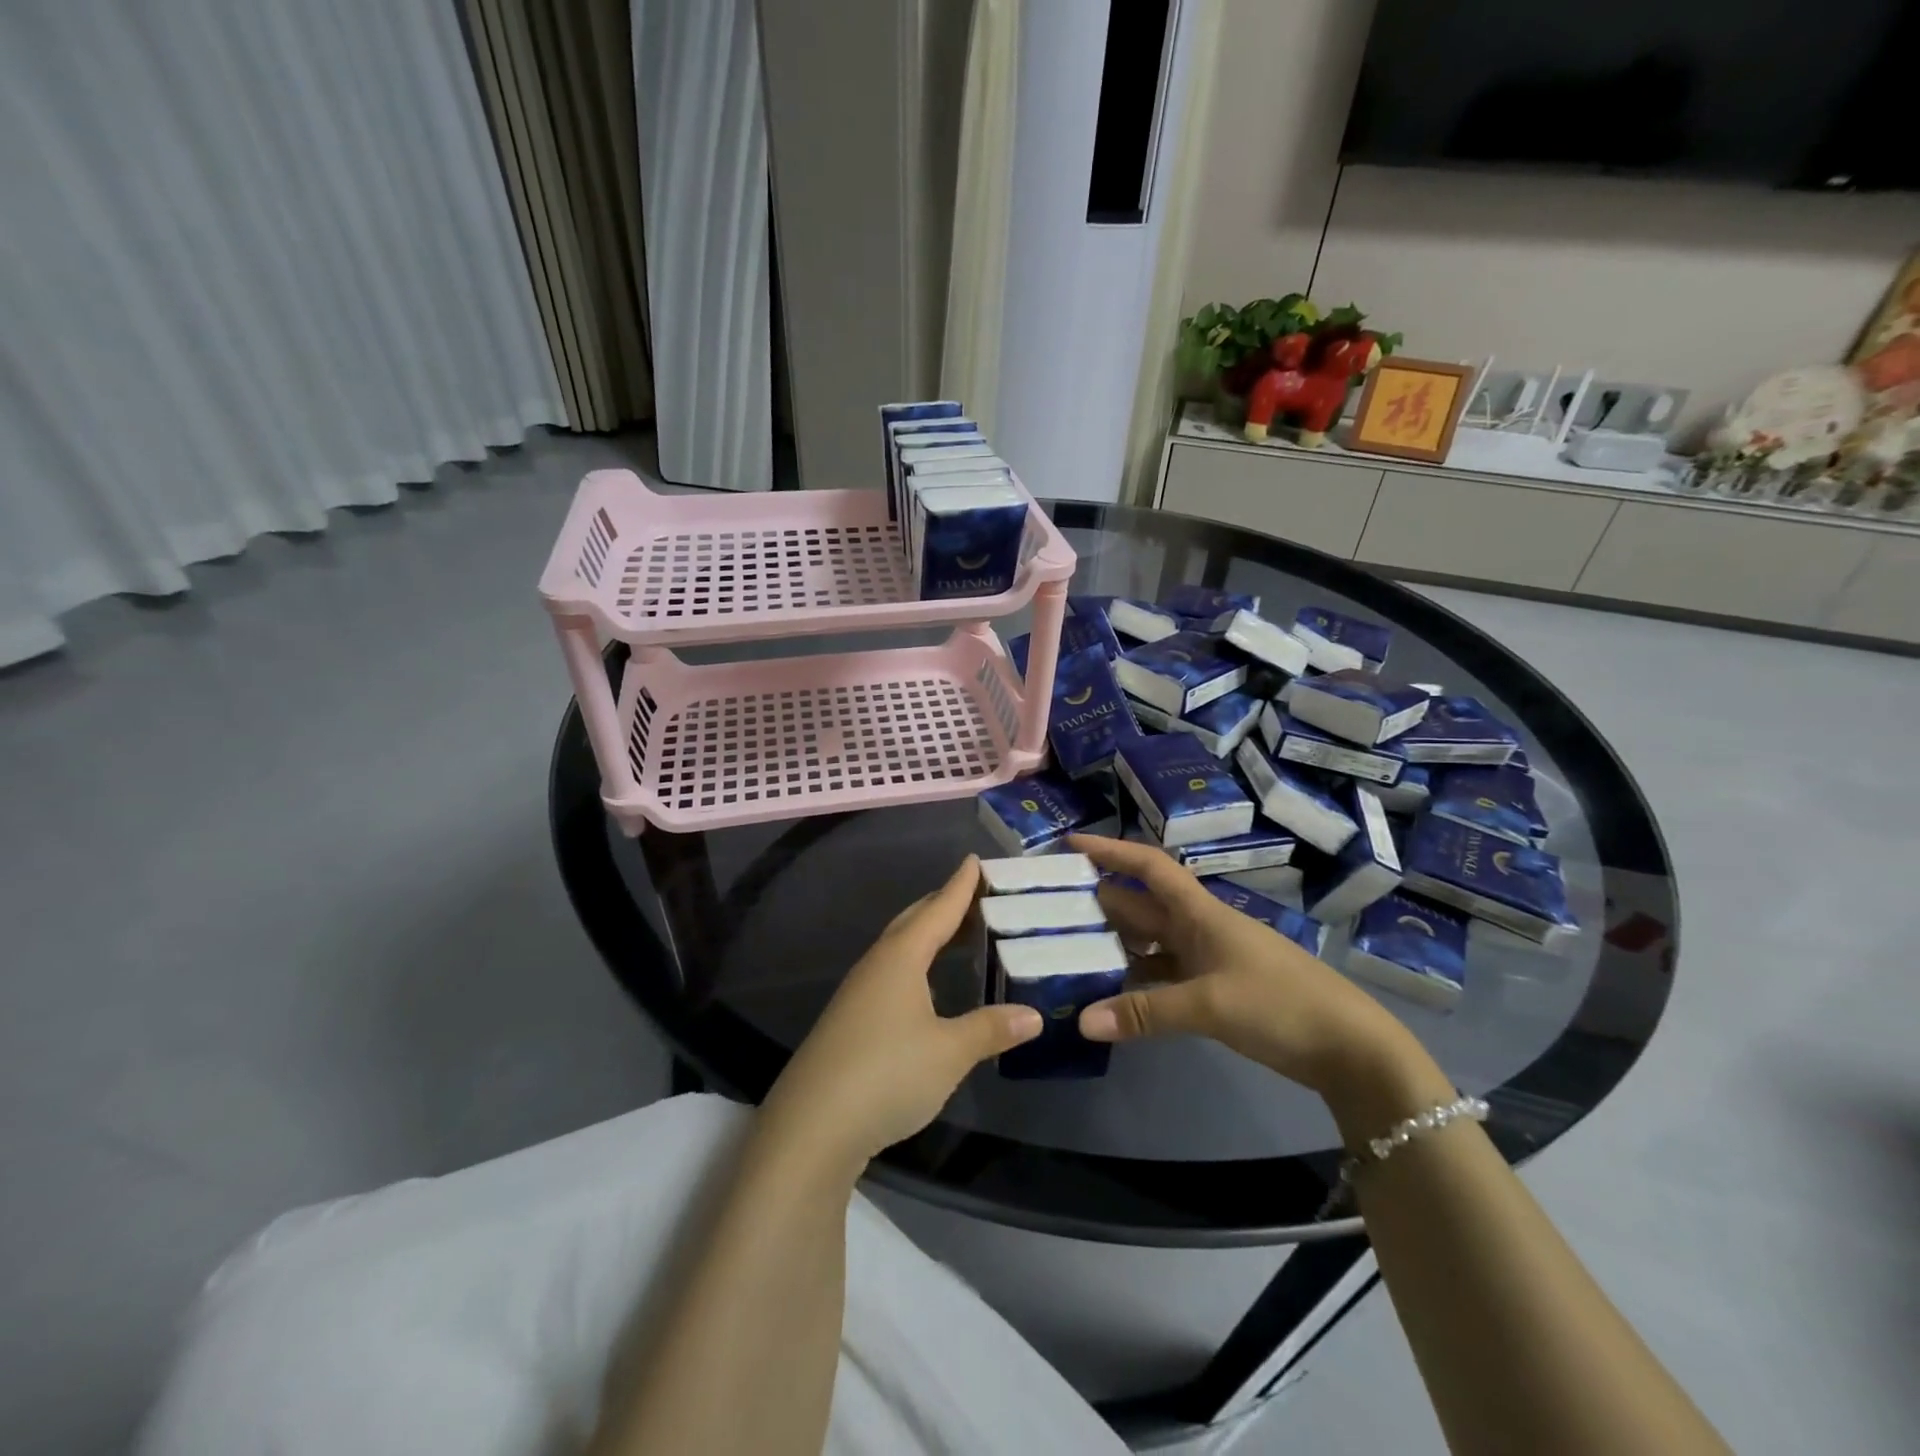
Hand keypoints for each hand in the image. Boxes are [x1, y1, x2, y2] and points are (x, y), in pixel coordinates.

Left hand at [758, 856, 1041, 1174]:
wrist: (812, 1126)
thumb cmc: (887, 1074)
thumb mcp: (949, 1052)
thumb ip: (990, 1029)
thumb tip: (1033, 1016)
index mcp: (901, 958)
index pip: (938, 910)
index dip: (960, 886)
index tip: (975, 860)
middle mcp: (877, 965)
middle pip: (913, 921)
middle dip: (943, 904)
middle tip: (974, 895)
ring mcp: (858, 993)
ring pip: (899, 948)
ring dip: (927, 935)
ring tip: (955, 934)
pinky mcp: (850, 1021)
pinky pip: (890, 973)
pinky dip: (915, 964)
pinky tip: (924, 986)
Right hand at [1070, 835, 1432, 1104]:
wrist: (1351, 1048)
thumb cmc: (1281, 1004)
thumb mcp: (1210, 1005)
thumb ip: (1145, 1012)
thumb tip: (1082, 1021)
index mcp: (1200, 912)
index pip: (1148, 867)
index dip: (1110, 851)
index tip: (1070, 843)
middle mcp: (1199, 927)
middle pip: (1141, 904)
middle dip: (1099, 900)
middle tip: (1049, 905)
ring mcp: (1208, 959)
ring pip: (1150, 942)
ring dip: (1114, 943)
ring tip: (1067, 948)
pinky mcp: (1216, 989)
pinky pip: (1164, 975)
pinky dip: (1137, 981)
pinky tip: (1111, 994)